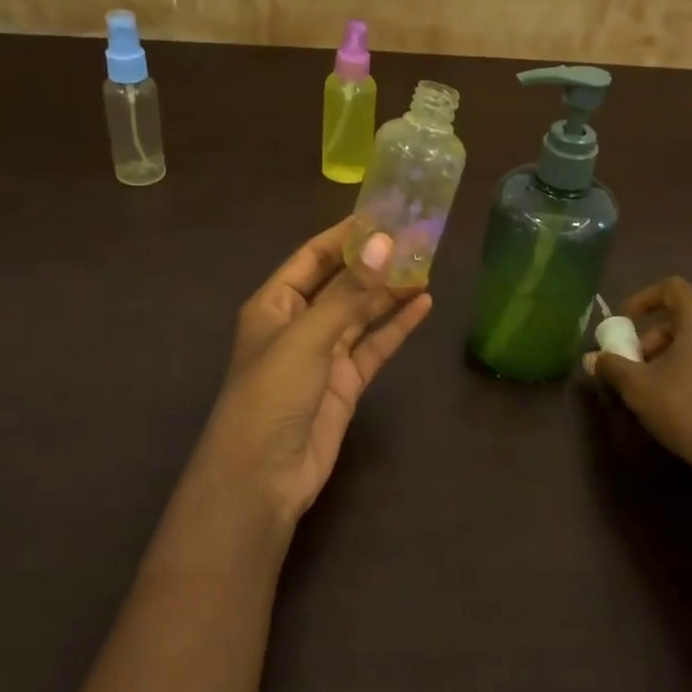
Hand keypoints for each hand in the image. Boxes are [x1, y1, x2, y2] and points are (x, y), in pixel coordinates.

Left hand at [191, 218, 432, 520]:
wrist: (263, 477)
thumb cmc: (271, 394)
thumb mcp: (308, 336)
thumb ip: (349, 292)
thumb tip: (386, 243)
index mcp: (275, 304)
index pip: (312, 258)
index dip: (345, 236)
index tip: (383, 213)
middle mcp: (299, 324)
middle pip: (342, 283)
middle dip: (376, 262)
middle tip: (418, 238)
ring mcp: (324, 355)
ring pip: (362, 313)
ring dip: (391, 292)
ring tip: (428, 266)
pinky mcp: (346, 383)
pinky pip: (375, 346)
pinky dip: (397, 327)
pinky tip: (424, 305)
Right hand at [585, 276, 691, 510]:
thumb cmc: (689, 410)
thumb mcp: (639, 388)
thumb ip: (613, 366)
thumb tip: (592, 360)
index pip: (671, 288)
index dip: (642, 300)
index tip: (624, 323)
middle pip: (688, 314)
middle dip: (657, 334)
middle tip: (637, 362)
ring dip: (678, 351)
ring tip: (660, 383)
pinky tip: (690, 398)